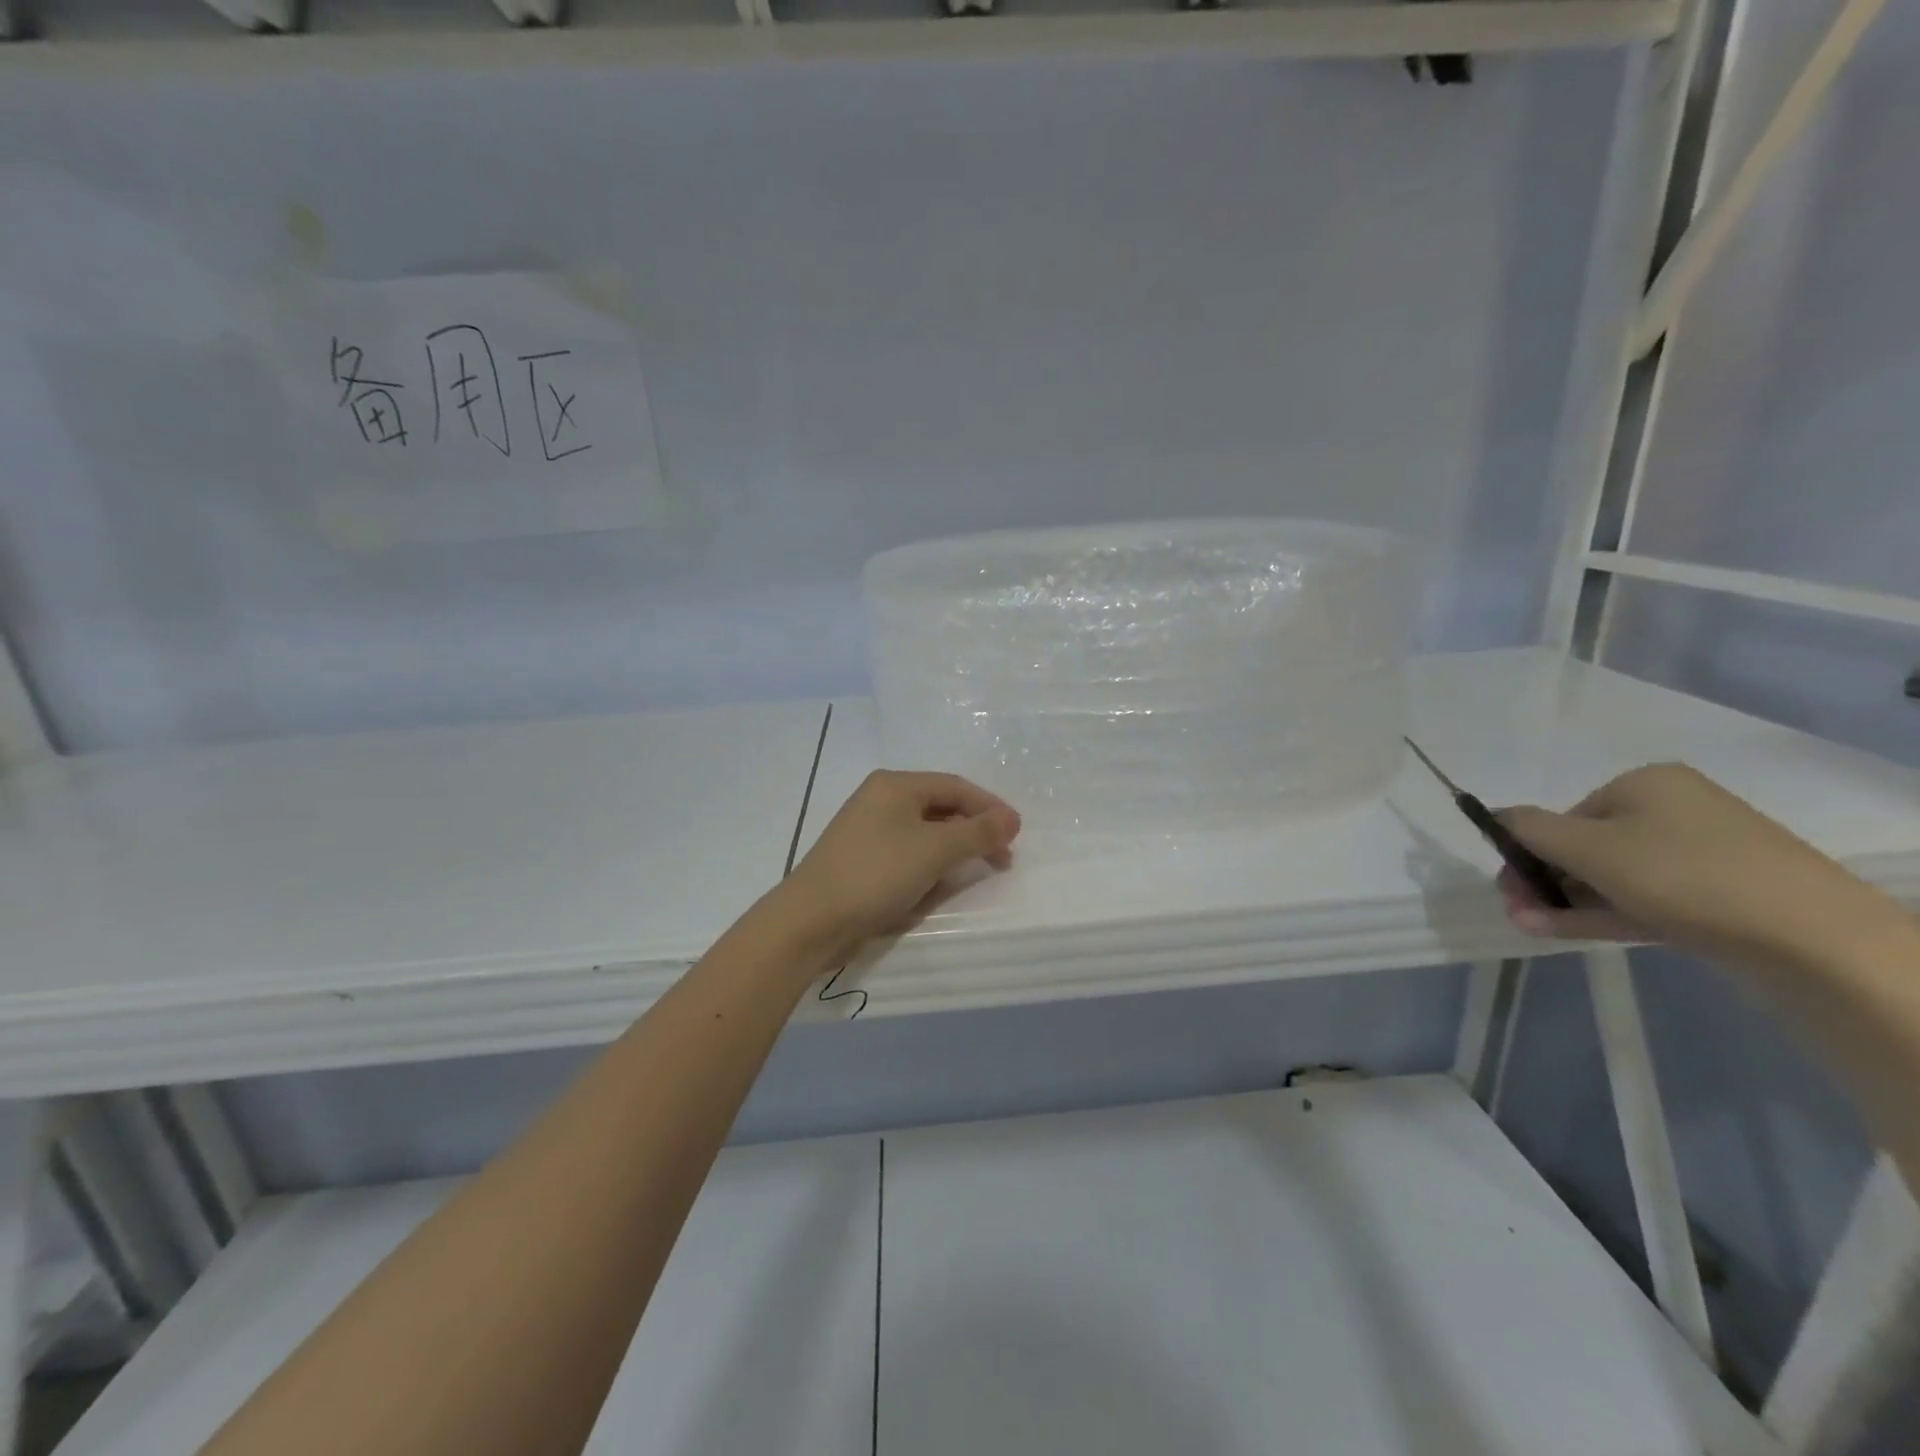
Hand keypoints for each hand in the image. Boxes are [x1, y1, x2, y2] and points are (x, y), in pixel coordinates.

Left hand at [773, 771, 1021, 963]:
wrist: (811, 920)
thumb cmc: (876, 874)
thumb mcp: (934, 851)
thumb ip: (977, 833)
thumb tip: (1012, 819)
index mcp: (895, 785)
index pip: (955, 787)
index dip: (990, 808)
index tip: (1016, 834)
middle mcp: (880, 798)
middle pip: (940, 807)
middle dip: (973, 832)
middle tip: (1001, 859)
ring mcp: (868, 828)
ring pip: (924, 832)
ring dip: (952, 850)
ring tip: (973, 872)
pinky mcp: (862, 857)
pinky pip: (907, 852)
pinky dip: (928, 864)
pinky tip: (937, 884)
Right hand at [1497, 763, 1898, 973]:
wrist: (1812, 939)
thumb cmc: (1682, 874)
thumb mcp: (1587, 846)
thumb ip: (1528, 828)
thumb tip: (1494, 814)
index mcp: (1645, 783)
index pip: (1565, 815)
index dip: (1528, 849)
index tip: (1507, 885)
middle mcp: (1674, 810)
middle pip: (1586, 846)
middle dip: (1544, 879)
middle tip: (1516, 909)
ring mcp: (1701, 856)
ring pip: (1611, 877)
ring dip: (1563, 901)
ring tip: (1528, 926)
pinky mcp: (1719, 898)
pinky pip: (1643, 899)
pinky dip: (1600, 912)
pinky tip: (1560, 930)